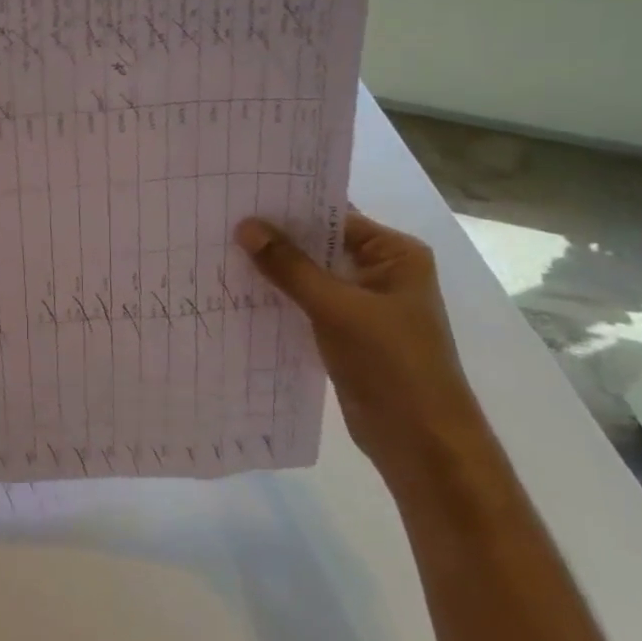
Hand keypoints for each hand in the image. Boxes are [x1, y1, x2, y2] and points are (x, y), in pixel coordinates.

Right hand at [235, 210, 486, 488]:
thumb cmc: (391, 364)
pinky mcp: (346, 332)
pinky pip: (306, 303)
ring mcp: (363, 304)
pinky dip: (279, 297)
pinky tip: (239, 291)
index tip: (240, 197)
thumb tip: (245, 226)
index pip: (333, 215)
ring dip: (273, 269)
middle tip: (221, 221)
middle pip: (318, 244)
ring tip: (220, 252)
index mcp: (394, 254)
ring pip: (309, 275)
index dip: (288, 207)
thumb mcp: (336, 308)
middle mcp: (381, 272)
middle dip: (274, 238)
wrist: (421, 444)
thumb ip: (289, 266)